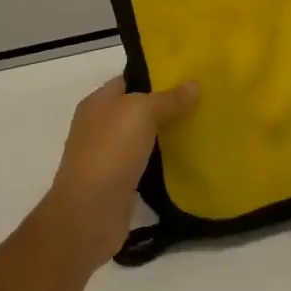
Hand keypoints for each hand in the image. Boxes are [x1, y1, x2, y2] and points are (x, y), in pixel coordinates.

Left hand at [44, 76, 199, 267]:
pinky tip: (186, 162)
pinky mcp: (118, 184)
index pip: (130, 80)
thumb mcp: (142, 113)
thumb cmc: (111, 152)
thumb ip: (168, 99)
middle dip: (167, 107)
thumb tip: (193, 84)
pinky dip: (162, 163)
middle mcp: (99, 126)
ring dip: (167, 137)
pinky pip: (145, 165)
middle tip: (202, 104)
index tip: (189, 78)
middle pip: (138, 110)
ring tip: (200, 130)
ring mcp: (107, 156)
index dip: (158, 77)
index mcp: (98, 102)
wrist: (89, 214)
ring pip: (143, 139)